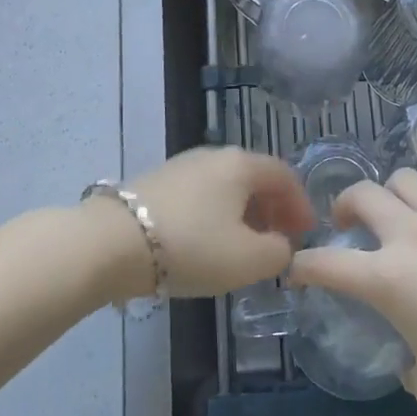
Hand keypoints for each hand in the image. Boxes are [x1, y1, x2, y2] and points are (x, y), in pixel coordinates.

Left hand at [114, 148, 312, 300]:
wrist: (111, 243)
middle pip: (254, 179)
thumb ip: (279, 252)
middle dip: (272, 210)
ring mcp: (181, 166)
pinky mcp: (155, 183)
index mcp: (242, 164)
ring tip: (243, 248)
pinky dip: (215, 216)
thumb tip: (280, 245)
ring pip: (225, 188)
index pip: (285, 176)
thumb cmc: (192, 246)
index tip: (305, 235)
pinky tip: (207, 244)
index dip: (301, 205)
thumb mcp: (249, 259)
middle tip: (278, 242)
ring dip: (243, 215)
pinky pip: (200, 197)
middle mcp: (213, 156)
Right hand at [289, 169, 416, 415]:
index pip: (326, 262)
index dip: (303, 266)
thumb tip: (411, 356)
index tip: (297, 271)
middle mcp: (415, 235)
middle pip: (363, 194)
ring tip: (400, 220)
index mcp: (390, 278)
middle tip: (349, 227)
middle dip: (344, 206)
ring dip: (393, 197)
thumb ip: (409, 367)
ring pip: (407, 180)